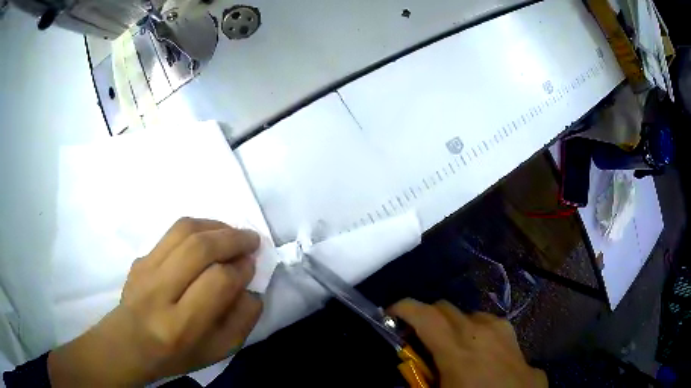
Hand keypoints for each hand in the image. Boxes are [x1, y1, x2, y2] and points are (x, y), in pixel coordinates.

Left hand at [48, 218, 262, 386]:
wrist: (131, 343)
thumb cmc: (178, 354)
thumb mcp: (218, 351)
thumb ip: (242, 321)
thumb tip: (251, 288)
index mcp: (182, 325)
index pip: (217, 282)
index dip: (241, 269)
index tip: (251, 266)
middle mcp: (160, 292)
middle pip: (199, 249)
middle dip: (233, 238)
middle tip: (251, 240)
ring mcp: (145, 269)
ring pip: (184, 231)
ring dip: (215, 225)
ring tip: (232, 234)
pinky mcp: (140, 257)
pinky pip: (171, 231)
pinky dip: (198, 226)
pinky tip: (208, 235)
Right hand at [390, 299, 546, 387]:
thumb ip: (419, 379)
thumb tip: (409, 365)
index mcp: (458, 350)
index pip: (424, 315)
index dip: (402, 309)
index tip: (390, 315)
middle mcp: (481, 332)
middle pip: (445, 308)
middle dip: (425, 319)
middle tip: (418, 342)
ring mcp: (503, 332)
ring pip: (469, 315)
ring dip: (454, 327)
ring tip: (452, 350)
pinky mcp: (517, 338)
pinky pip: (491, 325)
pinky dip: (477, 332)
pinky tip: (480, 353)